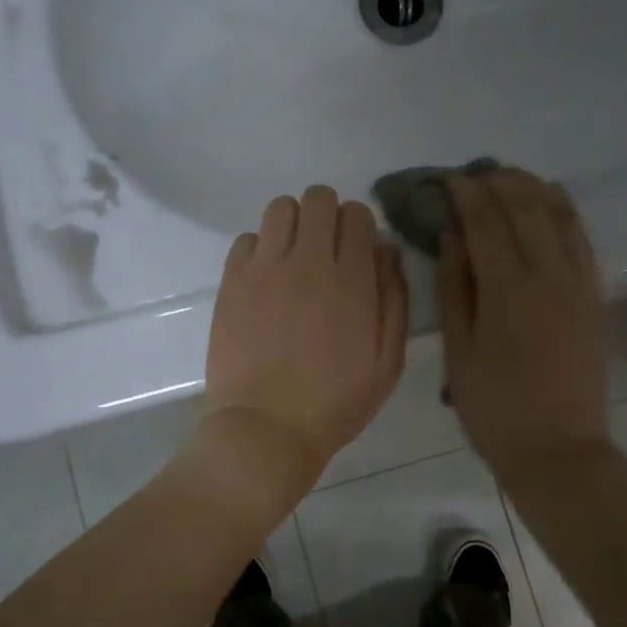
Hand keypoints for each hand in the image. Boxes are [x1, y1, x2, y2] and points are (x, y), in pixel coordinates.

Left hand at [200, 186, 408, 502]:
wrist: (266, 429)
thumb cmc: (335, 403)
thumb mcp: (388, 361)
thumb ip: (394, 299)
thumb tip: (386, 251)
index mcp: (351, 279)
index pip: (357, 214)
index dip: (360, 227)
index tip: (357, 253)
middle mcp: (307, 261)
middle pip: (317, 198)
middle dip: (328, 216)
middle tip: (326, 252)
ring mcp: (264, 268)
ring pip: (280, 208)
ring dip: (293, 224)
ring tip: (294, 259)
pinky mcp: (232, 282)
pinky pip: (246, 239)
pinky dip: (260, 249)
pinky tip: (265, 280)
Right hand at [439, 169, 609, 479]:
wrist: (559, 449)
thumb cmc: (494, 406)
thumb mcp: (459, 350)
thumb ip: (455, 287)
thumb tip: (452, 235)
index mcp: (508, 288)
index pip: (486, 220)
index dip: (466, 193)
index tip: (449, 179)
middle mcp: (548, 272)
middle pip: (524, 207)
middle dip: (498, 182)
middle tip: (475, 175)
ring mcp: (579, 281)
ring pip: (558, 214)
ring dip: (532, 188)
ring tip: (507, 178)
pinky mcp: (594, 294)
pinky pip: (581, 237)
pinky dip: (563, 210)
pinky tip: (549, 202)